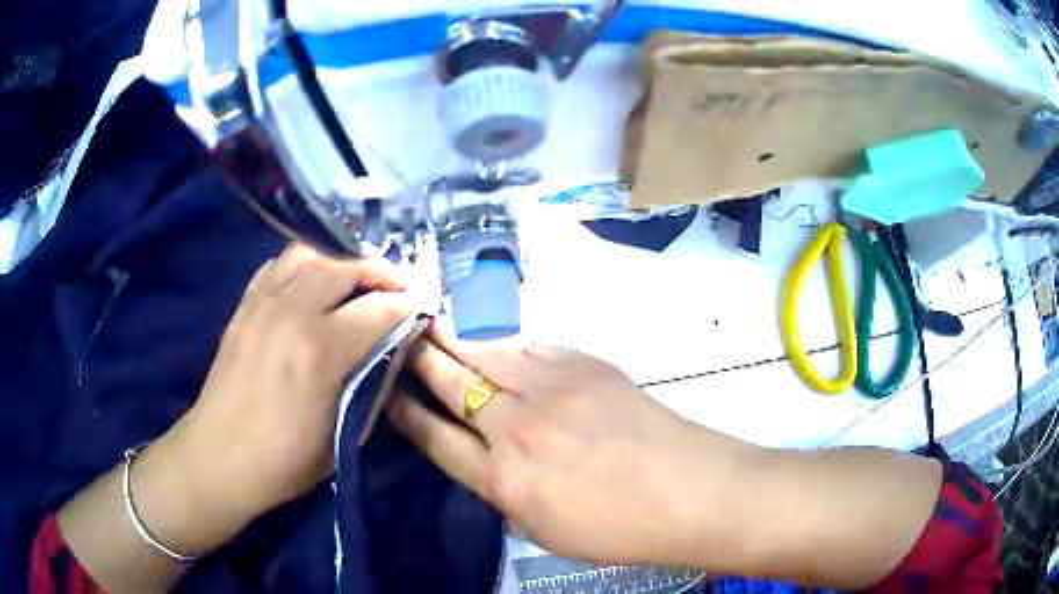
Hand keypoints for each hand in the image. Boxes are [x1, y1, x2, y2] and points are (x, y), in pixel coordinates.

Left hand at [152, 245, 414, 528]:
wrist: (220, 458)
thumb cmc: (285, 460)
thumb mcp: (342, 434)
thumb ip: (373, 385)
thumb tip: (395, 350)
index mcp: (321, 351)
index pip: (379, 308)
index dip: (408, 305)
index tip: (422, 310)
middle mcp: (291, 313)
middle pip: (344, 268)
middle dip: (380, 272)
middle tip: (397, 287)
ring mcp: (262, 305)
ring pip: (307, 255)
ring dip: (337, 262)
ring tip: (351, 282)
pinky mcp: (243, 308)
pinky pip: (275, 267)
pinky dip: (300, 268)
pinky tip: (307, 287)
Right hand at [387, 328, 755, 565]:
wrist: (689, 489)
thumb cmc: (619, 526)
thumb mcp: (543, 529)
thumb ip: (504, 489)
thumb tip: (484, 457)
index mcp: (504, 480)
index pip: (436, 438)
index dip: (406, 413)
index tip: (387, 393)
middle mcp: (516, 427)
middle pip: (452, 383)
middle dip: (419, 360)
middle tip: (398, 340)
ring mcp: (551, 388)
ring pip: (486, 353)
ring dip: (455, 342)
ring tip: (432, 329)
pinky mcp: (583, 364)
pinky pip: (528, 346)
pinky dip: (505, 346)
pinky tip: (497, 346)